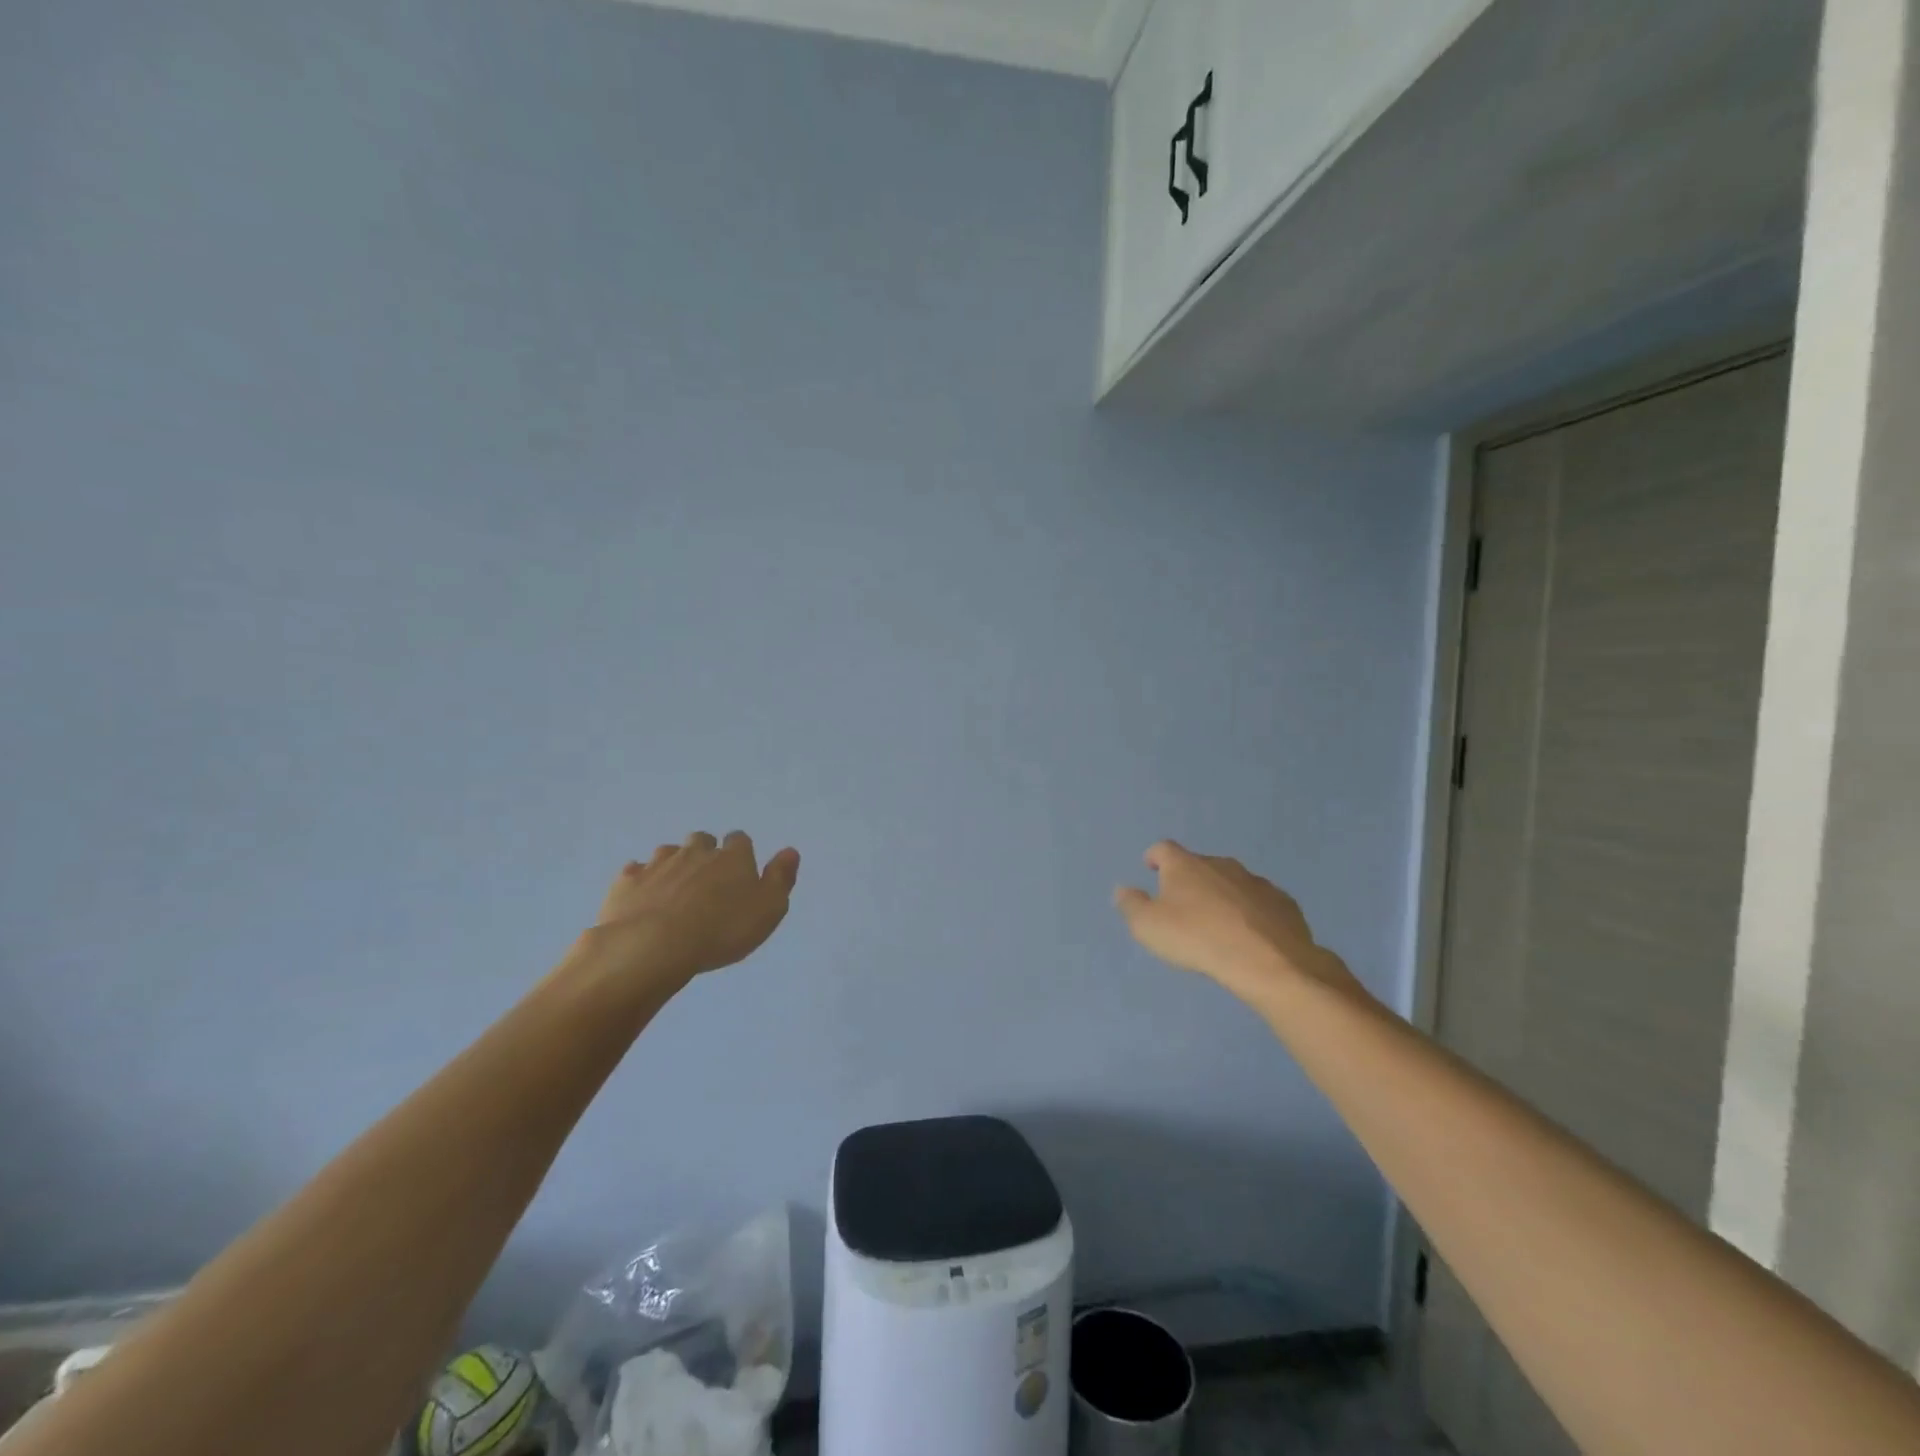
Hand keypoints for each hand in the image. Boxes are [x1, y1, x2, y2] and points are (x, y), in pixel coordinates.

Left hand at [587, 832, 800, 988]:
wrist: (653, 945)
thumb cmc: (721, 930)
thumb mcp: (768, 910)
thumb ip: (781, 879)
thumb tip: (790, 851)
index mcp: (732, 857)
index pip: (740, 840)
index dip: (740, 853)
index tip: (739, 870)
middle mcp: (695, 852)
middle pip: (701, 840)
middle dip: (704, 853)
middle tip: (706, 879)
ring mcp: (658, 864)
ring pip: (668, 852)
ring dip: (673, 864)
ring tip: (674, 889)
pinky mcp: (627, 881)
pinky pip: (634, 871)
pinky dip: (640, 880)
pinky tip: (642, 896)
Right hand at [1114, 840, 1366, 1004]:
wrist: (1267, 961)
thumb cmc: (1197, 938)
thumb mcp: (1148, 927)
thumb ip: (1131, 905)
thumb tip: (1122, 888)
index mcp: (1185, 865)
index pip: (1164, 849)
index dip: (1155, 857)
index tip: (1151, 867)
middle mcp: (1220, 864)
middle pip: (1199, 864)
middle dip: (1190, 879)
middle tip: (1184, 902)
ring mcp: (1255, 882)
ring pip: (1232, 882)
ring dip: (1222, 895)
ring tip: (1218, 920)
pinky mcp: (1283, 903)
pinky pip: (1260, 902)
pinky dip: (1251, 911)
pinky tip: (1250, 933)